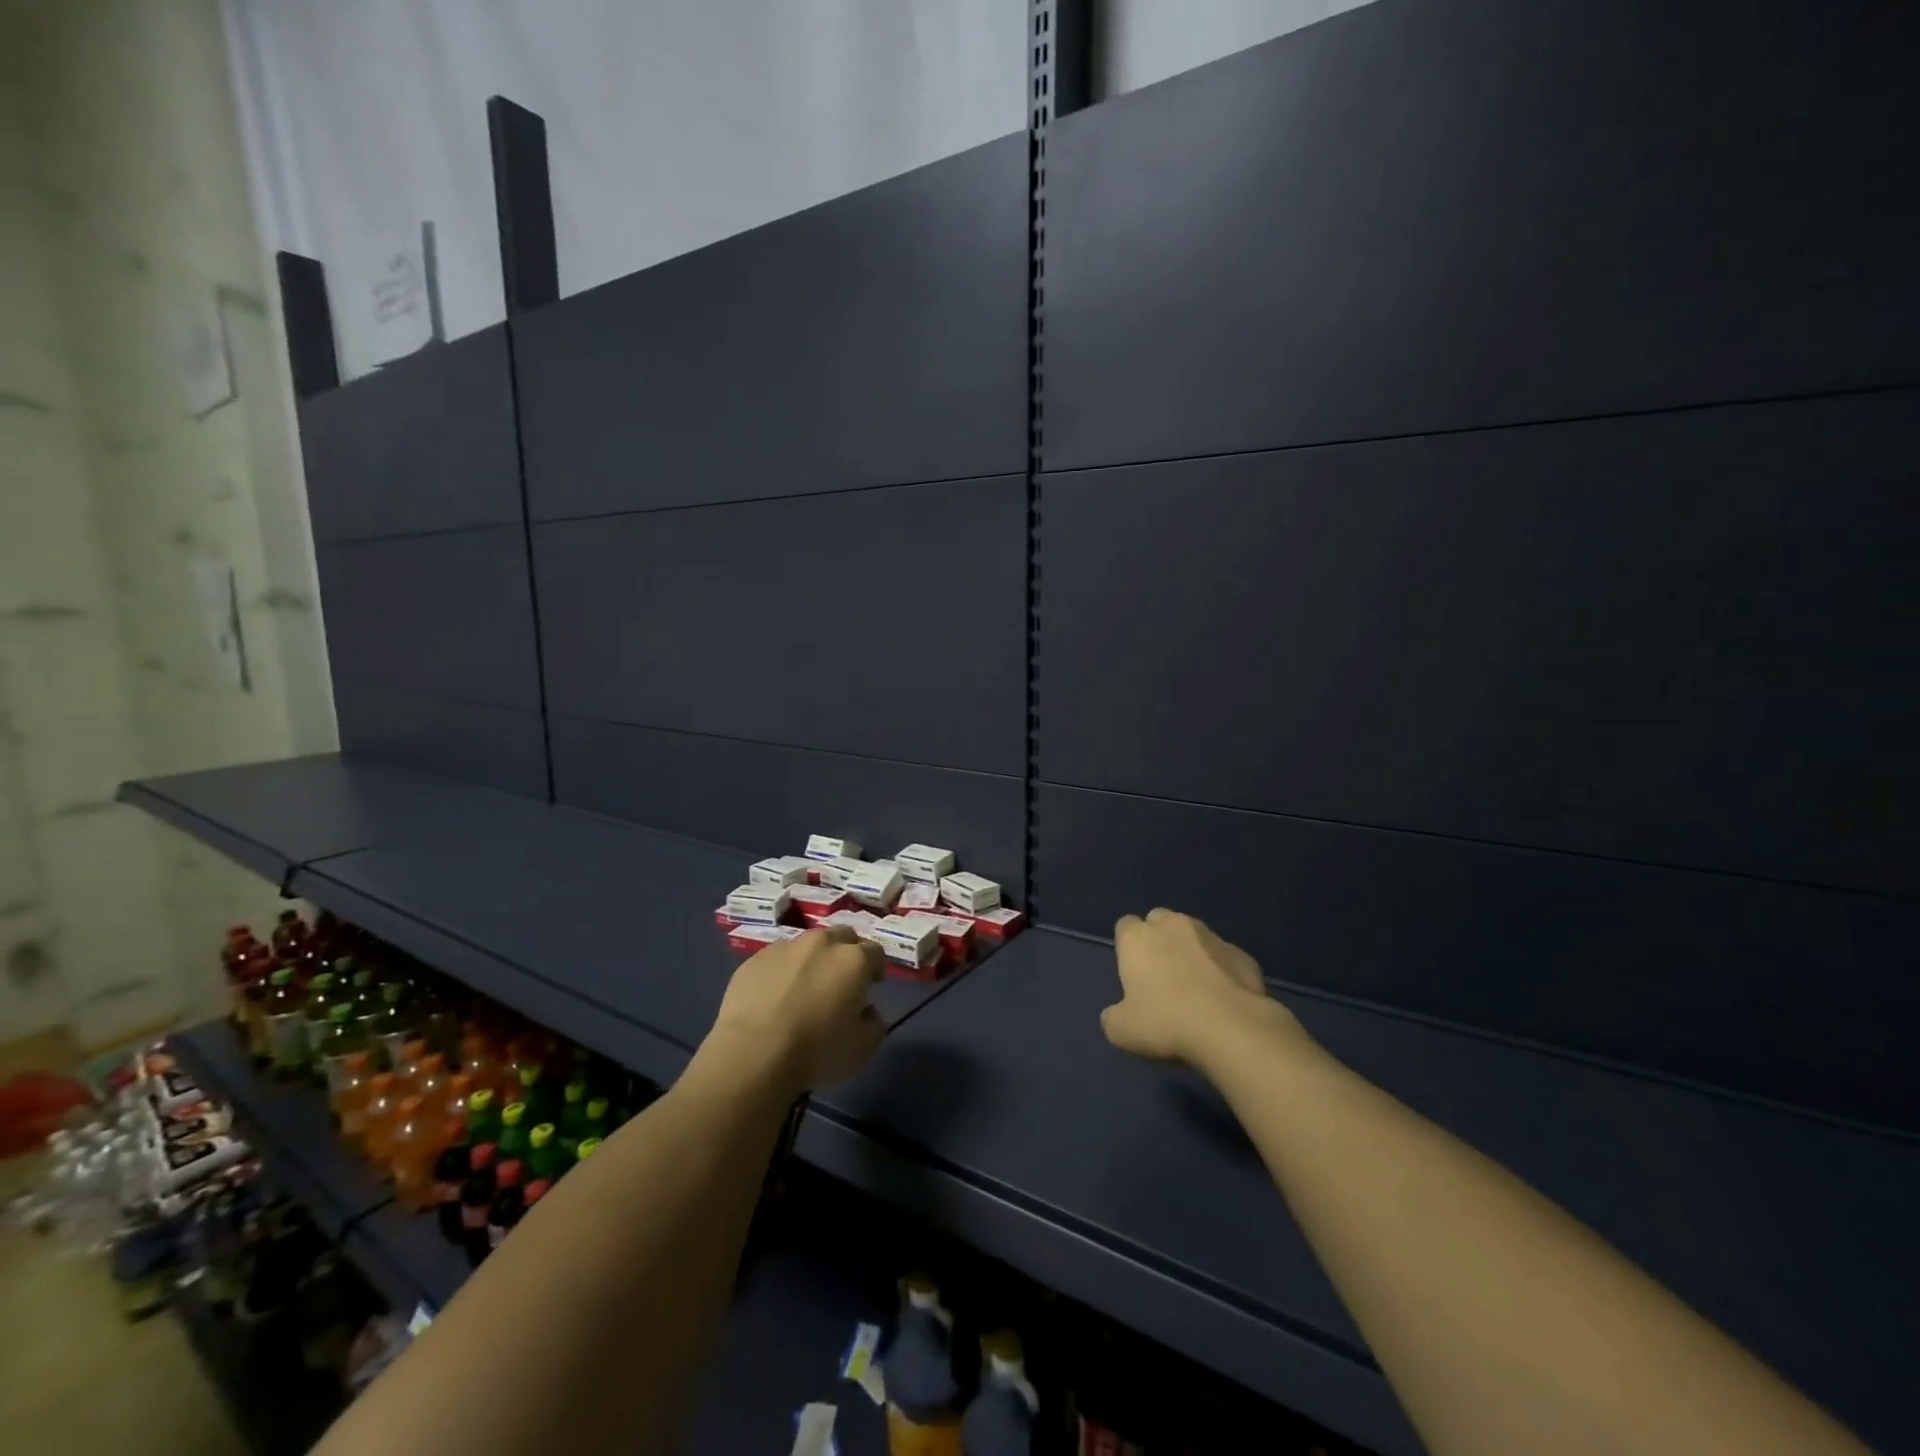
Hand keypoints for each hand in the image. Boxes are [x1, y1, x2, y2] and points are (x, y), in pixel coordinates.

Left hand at [704, 927, 885, 1092]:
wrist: (753, 1054)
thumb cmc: (816, 1051)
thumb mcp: (863, 1048)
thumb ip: (874, 1023)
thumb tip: (866, 1011)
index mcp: (853, 960)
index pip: (875, 951)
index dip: (876, 968)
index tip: (871, 986)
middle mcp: (822, 943)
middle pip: (843, 936)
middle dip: (846, 953)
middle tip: (840, 981)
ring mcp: (785, 947)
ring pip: (807, 945)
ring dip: (812, 960)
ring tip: (803, 988)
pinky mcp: (754, 959)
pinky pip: (777, 959)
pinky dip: (782, 971)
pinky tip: (774, 997)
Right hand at [1102, 909, 1301, 1069]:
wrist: (1231, 1028)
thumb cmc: (1166, 1022)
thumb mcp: (1122, 1030)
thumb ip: (1113, 1016)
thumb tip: (1116, 1015)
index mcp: (1138, 937)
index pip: (1125, 925)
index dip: (1127, 947)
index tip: (1132, 973)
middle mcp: (1172, 925)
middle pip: (1159, 920)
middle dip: (1159, 939)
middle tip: (1161, 975)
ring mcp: (1211, 936)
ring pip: (1195, 934)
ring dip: (1191, 951)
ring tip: (1196, 986)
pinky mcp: (1242, 954)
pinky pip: (1225, 957)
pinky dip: (1222, 970)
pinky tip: (1224, 998)